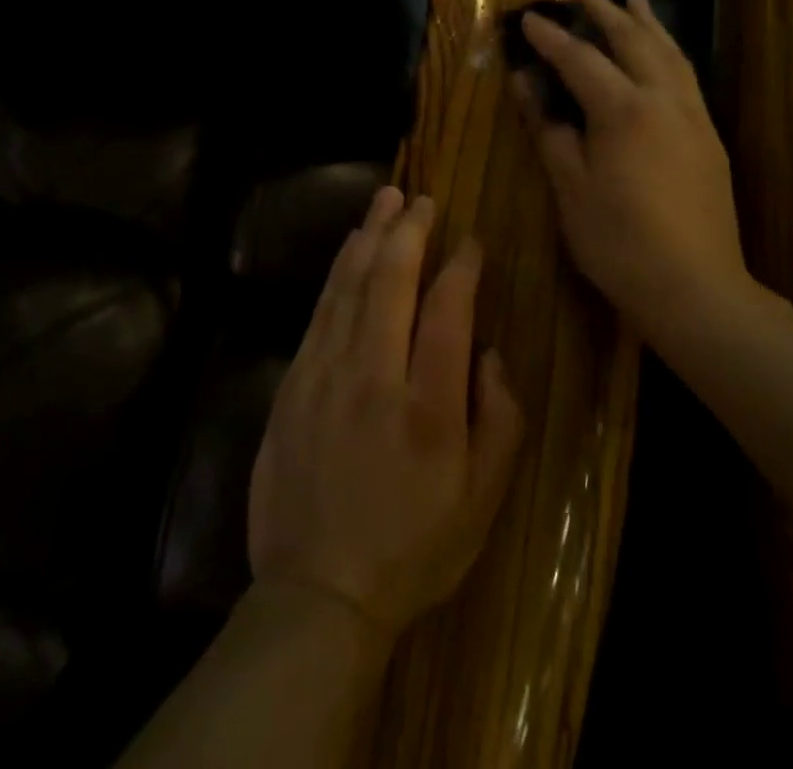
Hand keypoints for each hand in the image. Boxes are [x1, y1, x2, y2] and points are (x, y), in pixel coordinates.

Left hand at [248, 188, 523, 637]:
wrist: (318, 593)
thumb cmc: (413, 548)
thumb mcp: (483, 501)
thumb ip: (500, 418)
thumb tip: (487, 351)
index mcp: (428, 407)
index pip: (448, 311)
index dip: (461, 266)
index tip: (469, 240)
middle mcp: (373, 377)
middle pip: (391, 282)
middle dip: (408, 231)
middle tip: (421, 198)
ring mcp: (324, 375)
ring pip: (348, 285)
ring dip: (369, 237)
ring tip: (385, 200)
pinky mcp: (293, 382)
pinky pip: (319, 310)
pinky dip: (338, 272)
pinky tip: (349, 250)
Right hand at [513, 0, 753, 339]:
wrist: (696, 288)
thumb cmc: (619, 242)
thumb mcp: (570, 187)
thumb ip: (549, 129)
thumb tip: (527, 85)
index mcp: (624, 110)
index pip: (580, 59)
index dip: (551, 38)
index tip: (528, 18)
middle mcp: (664, 99)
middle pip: (632, 40)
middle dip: (604, 10)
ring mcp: (693, 116)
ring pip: (669, 52)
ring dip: (645, 22)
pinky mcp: (709, 136)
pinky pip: (685, 74)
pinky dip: (668, 50)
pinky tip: (662, 51)